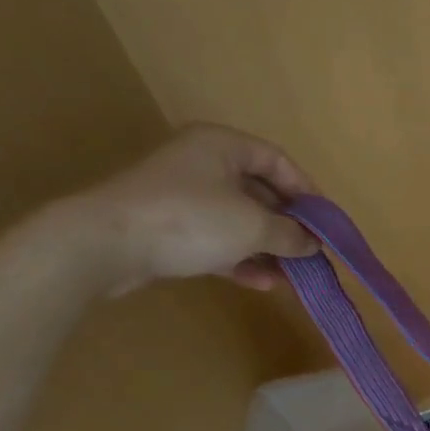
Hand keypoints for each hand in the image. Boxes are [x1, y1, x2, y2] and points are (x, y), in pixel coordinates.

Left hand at [64, 124, 319, 294]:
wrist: (103, 245)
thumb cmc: (189, 219)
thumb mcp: (253, 225)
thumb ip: (290, 234)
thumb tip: (313, 244)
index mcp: (222, 146)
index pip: (278, 161)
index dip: (308, 191)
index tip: (326, 222)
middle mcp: (203, 164)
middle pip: (259, 193)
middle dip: (288, 226)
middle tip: (312, 252)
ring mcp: (182, 197)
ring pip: (238, 220)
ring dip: (267, 248)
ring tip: (293, 275)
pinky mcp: (167, 228)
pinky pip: (215, 240)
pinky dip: (239, 259)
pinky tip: (262, 283)